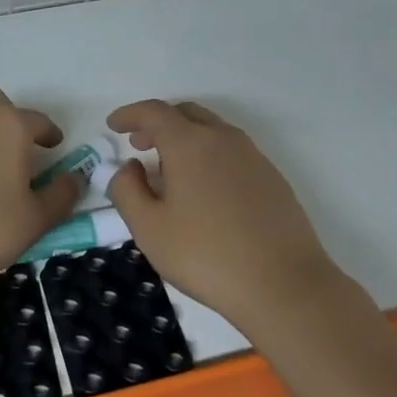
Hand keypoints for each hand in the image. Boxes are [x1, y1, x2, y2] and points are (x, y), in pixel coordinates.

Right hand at [106, 99, 346, 332]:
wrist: (283, 284)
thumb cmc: (205, 255)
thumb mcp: (149, 228)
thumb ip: (127, 190)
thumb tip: (129, 167)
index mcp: (190, 143)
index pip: (154, 113)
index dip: (130, 115)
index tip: (113, 125)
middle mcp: (224, 139)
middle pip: (186, 114)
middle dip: (158, 124)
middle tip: (139, 145)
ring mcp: (253, 156)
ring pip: (212, 131)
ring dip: (185, 138)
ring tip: (169, 170)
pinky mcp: (272, 178)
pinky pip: (232, 152)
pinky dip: (209, 155)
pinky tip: (204, 189)